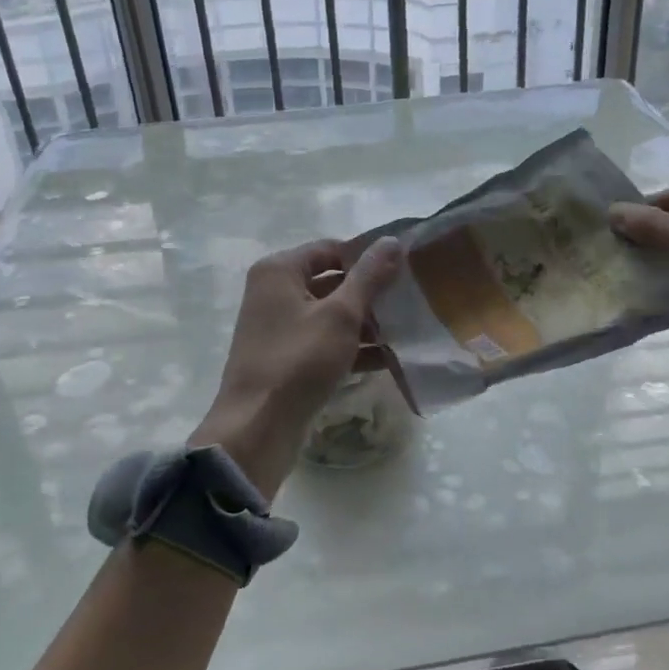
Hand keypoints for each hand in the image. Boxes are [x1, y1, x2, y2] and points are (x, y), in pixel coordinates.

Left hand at [192, 236, 403, 498]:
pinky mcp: (288, 359)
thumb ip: (369, 276)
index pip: (331, 249)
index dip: (367, 257)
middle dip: (371, 293)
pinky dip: (353, 348)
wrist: (258, 428)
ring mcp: (279, 328)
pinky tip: (390, 358)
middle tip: (411, 299)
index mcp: (279, 271)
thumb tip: (392, 241)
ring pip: (331, 315)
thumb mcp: (340, 315)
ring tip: (408, 330)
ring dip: (366, 323)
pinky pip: (326, 343)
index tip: (403, 268)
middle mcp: (274, 293)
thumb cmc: (299, 360)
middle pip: (332, 282)